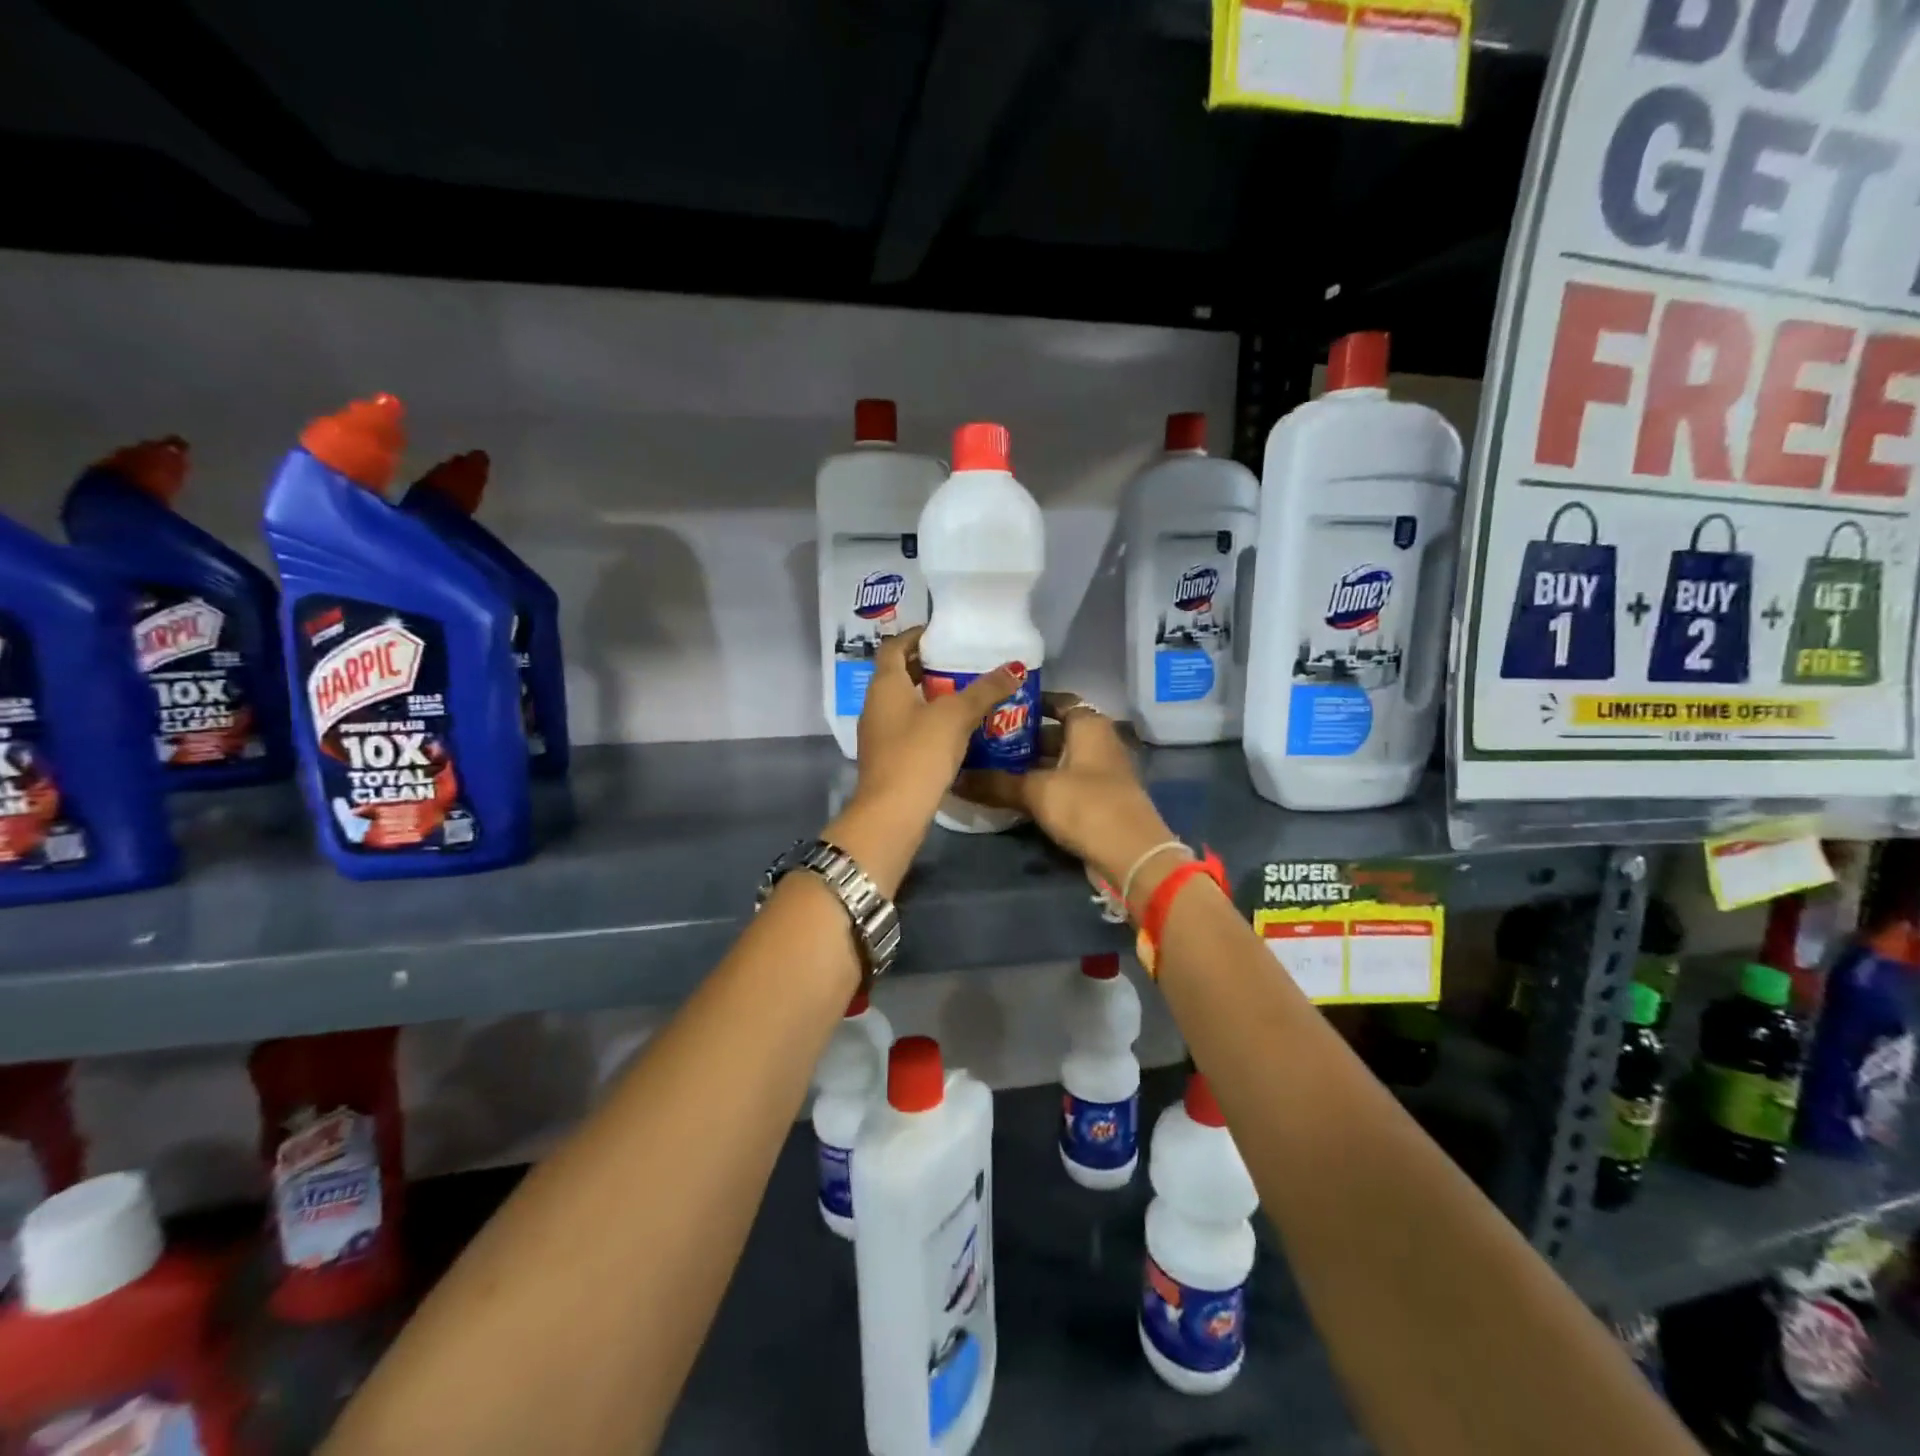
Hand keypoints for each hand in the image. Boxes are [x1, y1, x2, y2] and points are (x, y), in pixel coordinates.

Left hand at [817, 629, 1026, 896]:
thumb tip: (1015, 668)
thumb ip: (985, 690)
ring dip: (932, 695)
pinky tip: (958, 729)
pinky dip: (930, 721)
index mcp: (885, 685)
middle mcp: (876, 704)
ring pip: (906, 703)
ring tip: (967, 693)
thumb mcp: (956, 716)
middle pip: (900, 674)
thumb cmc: (919, 753)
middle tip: (963, 663)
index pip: (894, 646)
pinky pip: (910, 728)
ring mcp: (879, 734)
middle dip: (929, 666)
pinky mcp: (889, 758)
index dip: (916, 635)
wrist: (892, 814)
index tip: (944, 633)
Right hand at [957, 694, 1173, 888]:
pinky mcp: (1099, 799)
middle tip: (986, 741)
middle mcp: (1099, 742)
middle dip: (1023, 737)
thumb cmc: (1086, 805)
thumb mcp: (1036, 791)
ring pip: (1060, 760)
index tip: (999, 708)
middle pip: (1057, 732)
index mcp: (1089, 726)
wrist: (1131, 854)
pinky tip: (1015, 794)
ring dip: (1032, 764)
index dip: (1031, 703)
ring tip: (992, 767)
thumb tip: (956, 778)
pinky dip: (1044, 785)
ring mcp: (1102, 772)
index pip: (1059, 701)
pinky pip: (1066, 783)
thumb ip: (996, 783)